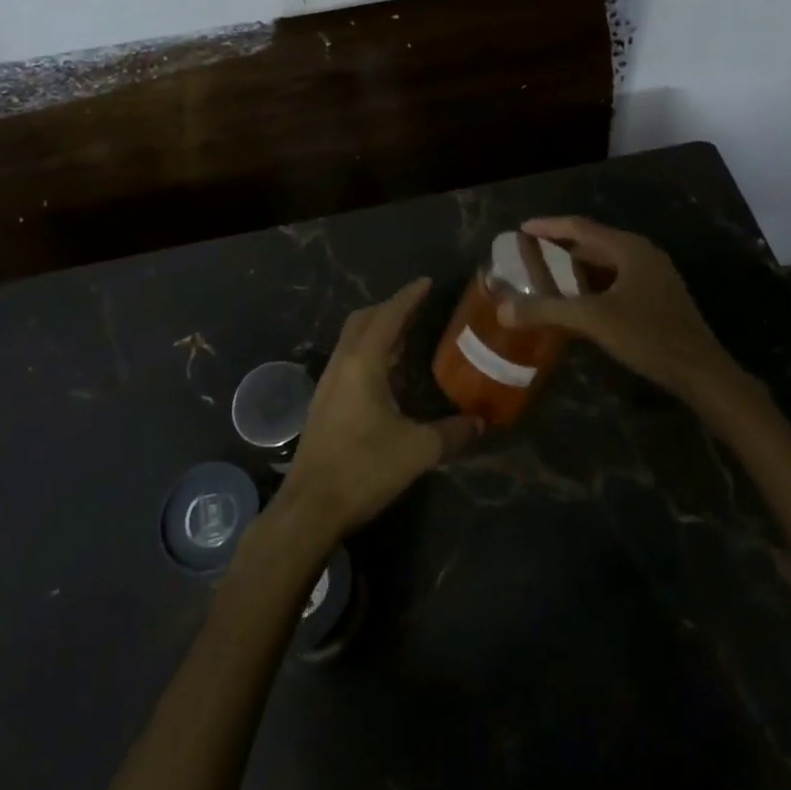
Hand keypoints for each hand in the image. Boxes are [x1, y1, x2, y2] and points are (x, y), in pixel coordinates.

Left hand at [281, 279, 480, 541]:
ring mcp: (328, 383)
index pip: (387, 316)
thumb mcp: (417, 450)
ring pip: (352, 340)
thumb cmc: (363, 468)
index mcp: (363, 363)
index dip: (408, 297)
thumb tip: (480, 423)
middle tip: (418, 307)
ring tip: (407, 336)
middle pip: (363, 320)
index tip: (426, 282)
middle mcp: (342, 364)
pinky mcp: (324, 403)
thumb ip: (452, 433)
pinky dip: (369, 353)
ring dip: (378, 331)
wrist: (310, 507)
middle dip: (389, 308)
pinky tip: (388, 375)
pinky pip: (348, 360)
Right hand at [496, 217, 733, 401]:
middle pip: (594, 243)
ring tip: (547, 276)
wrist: (701, 373)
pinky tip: (579, 302)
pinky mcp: (659, 297)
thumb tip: (503, 310)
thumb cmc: (647, 336)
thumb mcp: (592, 320)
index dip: (549, 226)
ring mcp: (654, 276)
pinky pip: (617, 280)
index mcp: (629, 248)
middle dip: (561, 248)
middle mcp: (643, 254)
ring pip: (606, 263)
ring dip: (577, 268)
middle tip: (530, 254)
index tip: (521, 229)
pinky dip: (593, 284)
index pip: (580, 227)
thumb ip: (546, 310)